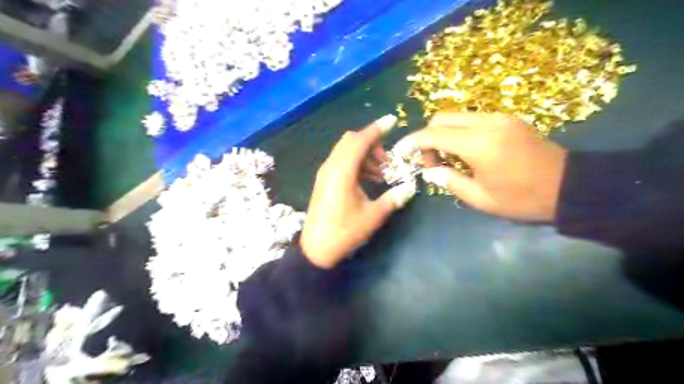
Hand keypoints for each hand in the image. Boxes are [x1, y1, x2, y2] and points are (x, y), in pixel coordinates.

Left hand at [302, 116, 419, 268]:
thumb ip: (392, 198)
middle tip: (387, 161)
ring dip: (364, 155)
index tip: (392, 121)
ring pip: (346, 151)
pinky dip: (356, 164)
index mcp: (342, 172)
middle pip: (351, 141)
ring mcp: (325, 173)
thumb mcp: (372, 216)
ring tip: (381, 174)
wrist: (316, 249)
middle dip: (371, 144)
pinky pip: (341, 162)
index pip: (360, 140)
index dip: (377, 129)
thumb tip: (410, 187)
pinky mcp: (324, 181)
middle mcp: (331, 167)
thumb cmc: (344, 232)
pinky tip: (368, 180)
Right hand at [395, 111, 565, 221]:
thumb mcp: (481, 199)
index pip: (434, 134)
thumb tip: (429, 172)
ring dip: (444, 134)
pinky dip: (460, 132)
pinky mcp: (509, 119)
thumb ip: (450, 181)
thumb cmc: (524, 199)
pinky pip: (473, 119)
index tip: (401, 152)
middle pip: (442, 117)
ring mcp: (500, 118)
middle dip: (428, 137)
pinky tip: (466, 152)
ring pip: (457, 116)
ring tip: (449, 160)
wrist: (571, 187)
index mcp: (480, 144)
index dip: (413, 142)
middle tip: (432, 162)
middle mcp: (488, 123)